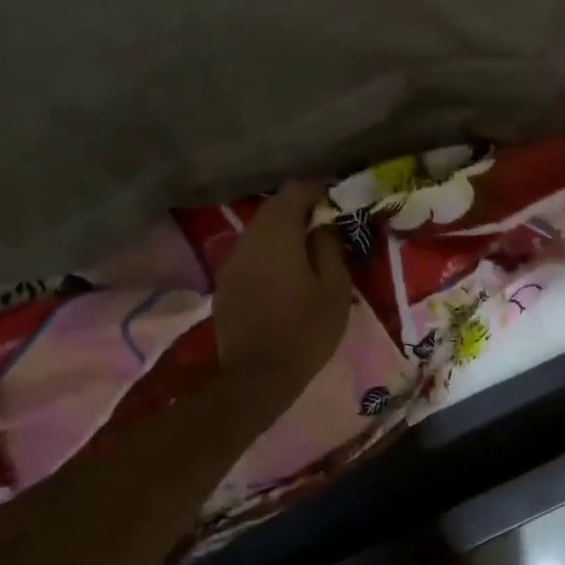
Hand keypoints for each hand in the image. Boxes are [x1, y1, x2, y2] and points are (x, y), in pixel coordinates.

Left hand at [214, 180, 352, 401]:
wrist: (256, 376)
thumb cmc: (305, 330)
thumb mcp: (334, 289)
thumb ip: (330, 248)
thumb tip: (324, 225)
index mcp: (278, 234)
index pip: (295, 190)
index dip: (318, 188)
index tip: (338, 199)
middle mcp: (249, 239)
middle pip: (274, 207)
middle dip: (301, 208)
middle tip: (327, 223)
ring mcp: (232, 261)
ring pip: (260, 230)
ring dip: (284, 230)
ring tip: (309, 247)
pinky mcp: (226, 282)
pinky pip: (251, 253)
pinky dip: (270, 251)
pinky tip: (286, 272)